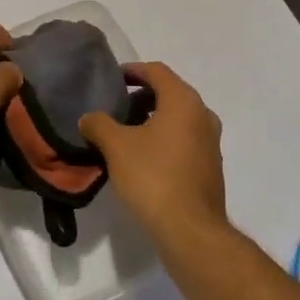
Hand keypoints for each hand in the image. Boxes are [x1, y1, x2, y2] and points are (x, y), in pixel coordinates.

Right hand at [78, 62, 226, 241]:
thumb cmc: (153, 177)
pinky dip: (164, 139)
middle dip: (142, 97)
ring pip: (178, 118)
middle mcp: (203, 115)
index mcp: (183, 101)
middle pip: (170, 93)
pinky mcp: (210, 166)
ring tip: (126, 134)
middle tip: (116, 108)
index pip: (157, 71)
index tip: (114, 79)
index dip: (133, 70)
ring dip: (153, 119)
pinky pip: (185, 140)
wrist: (190, 229)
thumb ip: (99, 124)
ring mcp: (211, 142)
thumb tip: (89, 118)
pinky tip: (143, 158)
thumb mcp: (116, 146)